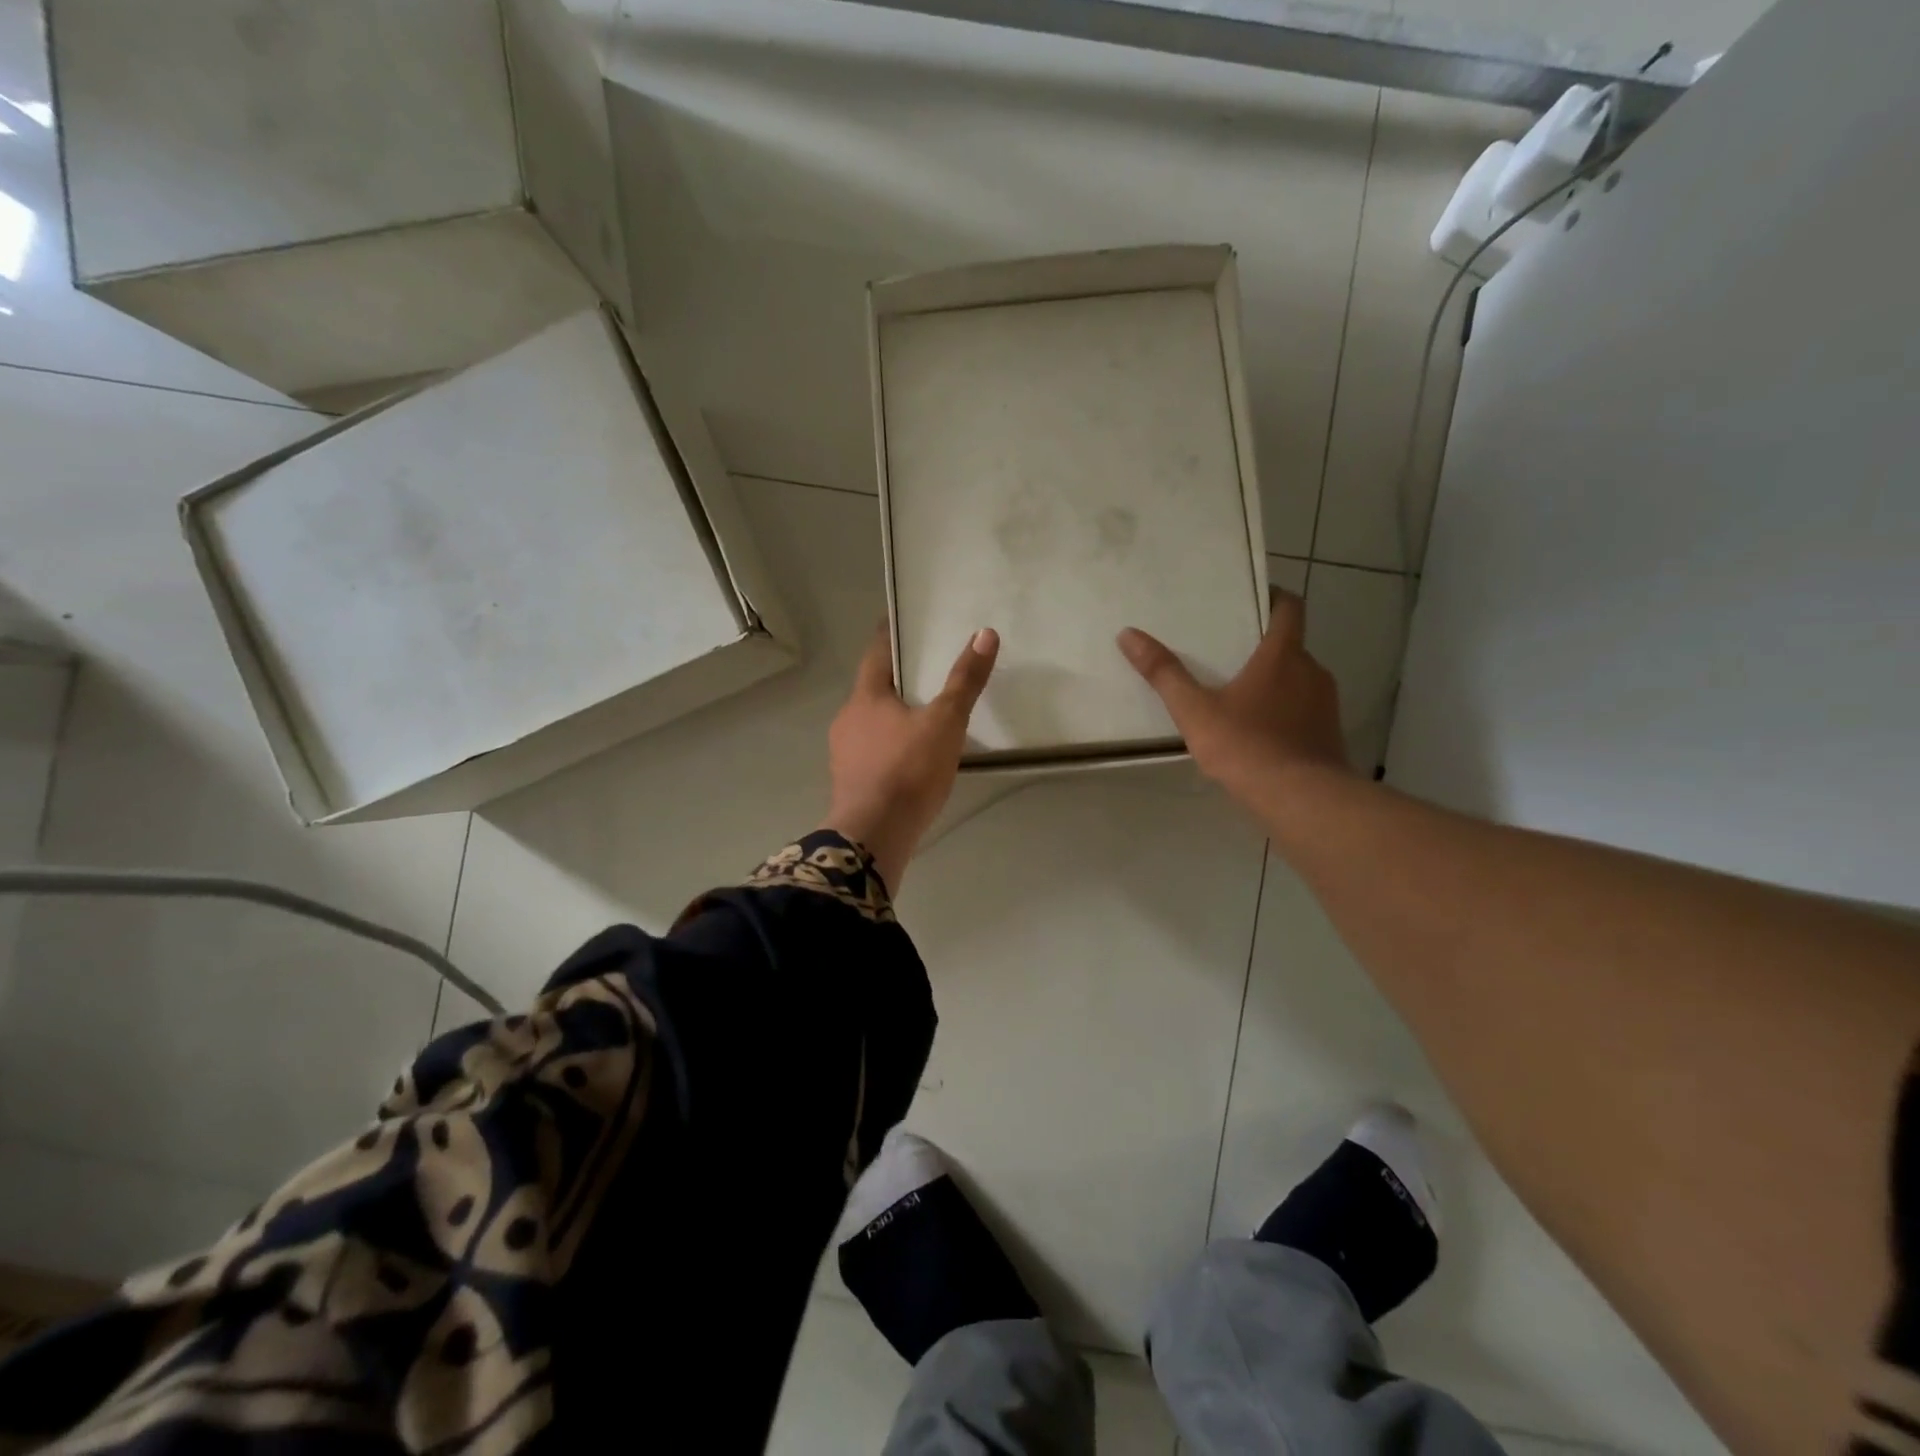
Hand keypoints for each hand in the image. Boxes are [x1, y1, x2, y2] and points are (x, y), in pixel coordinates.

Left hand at [822, 624, 999, 893]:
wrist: (873, 836)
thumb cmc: (908, 771)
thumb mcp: (945, 723)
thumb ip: (964, 681)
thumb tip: (985, 635)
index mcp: (865, 698)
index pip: (875, 654)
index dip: (888, 635)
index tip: (898, 622)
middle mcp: (847, 720)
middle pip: (872, 690)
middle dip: (895, 681)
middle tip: (924, 672)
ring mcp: (843, 754)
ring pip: (870, 723)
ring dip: (891, 717)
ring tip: (921, 717)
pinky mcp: (849, 783)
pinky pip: (871, 753)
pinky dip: (889, 747)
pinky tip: (908, 760)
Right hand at [1117, 590, 1349, 805]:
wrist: (1303, 800)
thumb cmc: (1247, 746)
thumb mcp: (1195, 711)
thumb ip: (1163, 673)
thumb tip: (1128, 634)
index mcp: (1283, 655)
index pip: (1289, 607)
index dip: (1273, 597)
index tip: (1251, 598)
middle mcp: (1311, 670)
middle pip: (1290, 645)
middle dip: (1262, 646)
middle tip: (1227, 653)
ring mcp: (1325, 704)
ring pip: (1298, 679)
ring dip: (1274, 681)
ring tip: (1238, 696)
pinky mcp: (1329, 733)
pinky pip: (1304, 710)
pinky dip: (1284, 711)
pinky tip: (1258, 733)